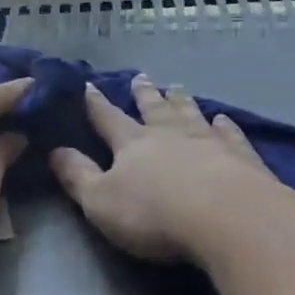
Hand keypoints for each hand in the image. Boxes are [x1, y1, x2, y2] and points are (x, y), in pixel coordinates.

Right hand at [49, 74, 289, 262]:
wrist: (226, 217)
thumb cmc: (155, 214)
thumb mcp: (101, 201)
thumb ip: (78, 176)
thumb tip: (55, 150)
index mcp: (132, 144)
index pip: (108, 118)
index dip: (96, 104)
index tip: (88, 85)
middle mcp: (169, 134)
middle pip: (153, 109)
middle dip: (144, 94)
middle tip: (141, 77)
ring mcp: (207, 141)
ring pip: (190, 113)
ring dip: (181, 100)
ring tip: (177, 87)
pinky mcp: (239, 155)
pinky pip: (229, 133)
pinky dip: (224, 125)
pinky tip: (223, 118)